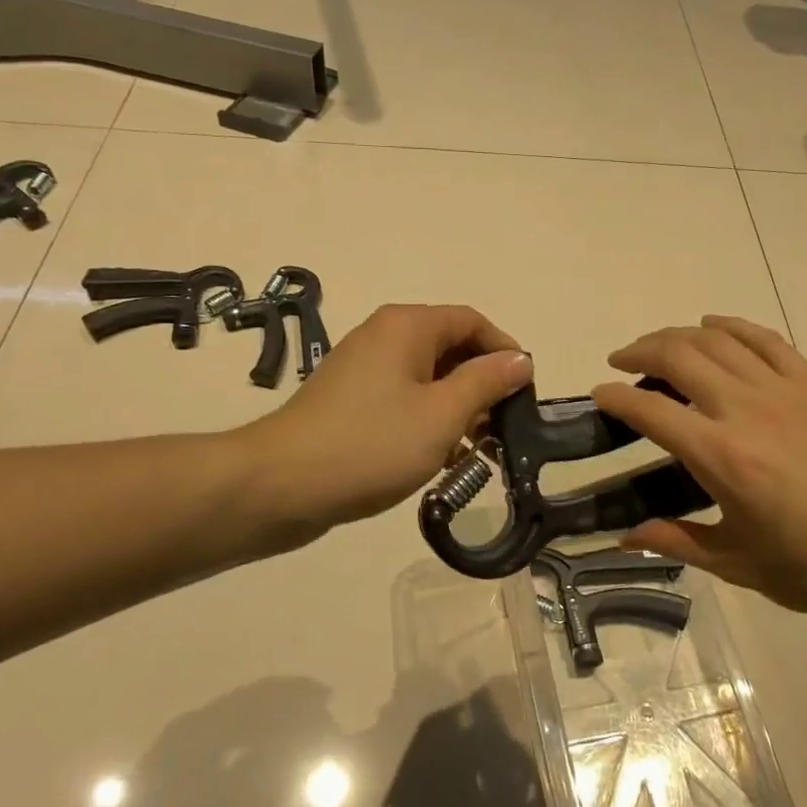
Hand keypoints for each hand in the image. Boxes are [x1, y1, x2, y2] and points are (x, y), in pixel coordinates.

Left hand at [248, 304, 531, 543]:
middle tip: (503, 430)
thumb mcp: (442, 414)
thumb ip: (486, 383)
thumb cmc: (372, 444)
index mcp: (408, 326)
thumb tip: (521, 359)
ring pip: (428, 378)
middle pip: (451, 348)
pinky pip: (403, 399)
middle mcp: (385, 336)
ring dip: (458, 409)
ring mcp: (364, 369)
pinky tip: (439, 459)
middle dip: (482, 386)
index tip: (525, 394)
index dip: (505, 351)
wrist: (281, 484)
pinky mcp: (351, 401)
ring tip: (477, 453)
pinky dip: (428, 420)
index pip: (472, 321)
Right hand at [591, 316, 806, 620]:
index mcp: (723, 458)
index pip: (651, 411)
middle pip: (679, 356)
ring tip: (659, 346)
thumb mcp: (737, 563)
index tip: (599, 396)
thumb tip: (625, 536)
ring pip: (718, 339)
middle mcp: (747, 410)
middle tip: (621, 362)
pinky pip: (765, 339)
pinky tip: (713, 327)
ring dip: (678, 335)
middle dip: (640, 352)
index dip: (616, 399)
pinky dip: (732, 326)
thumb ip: (676, 540)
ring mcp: (784, 390)